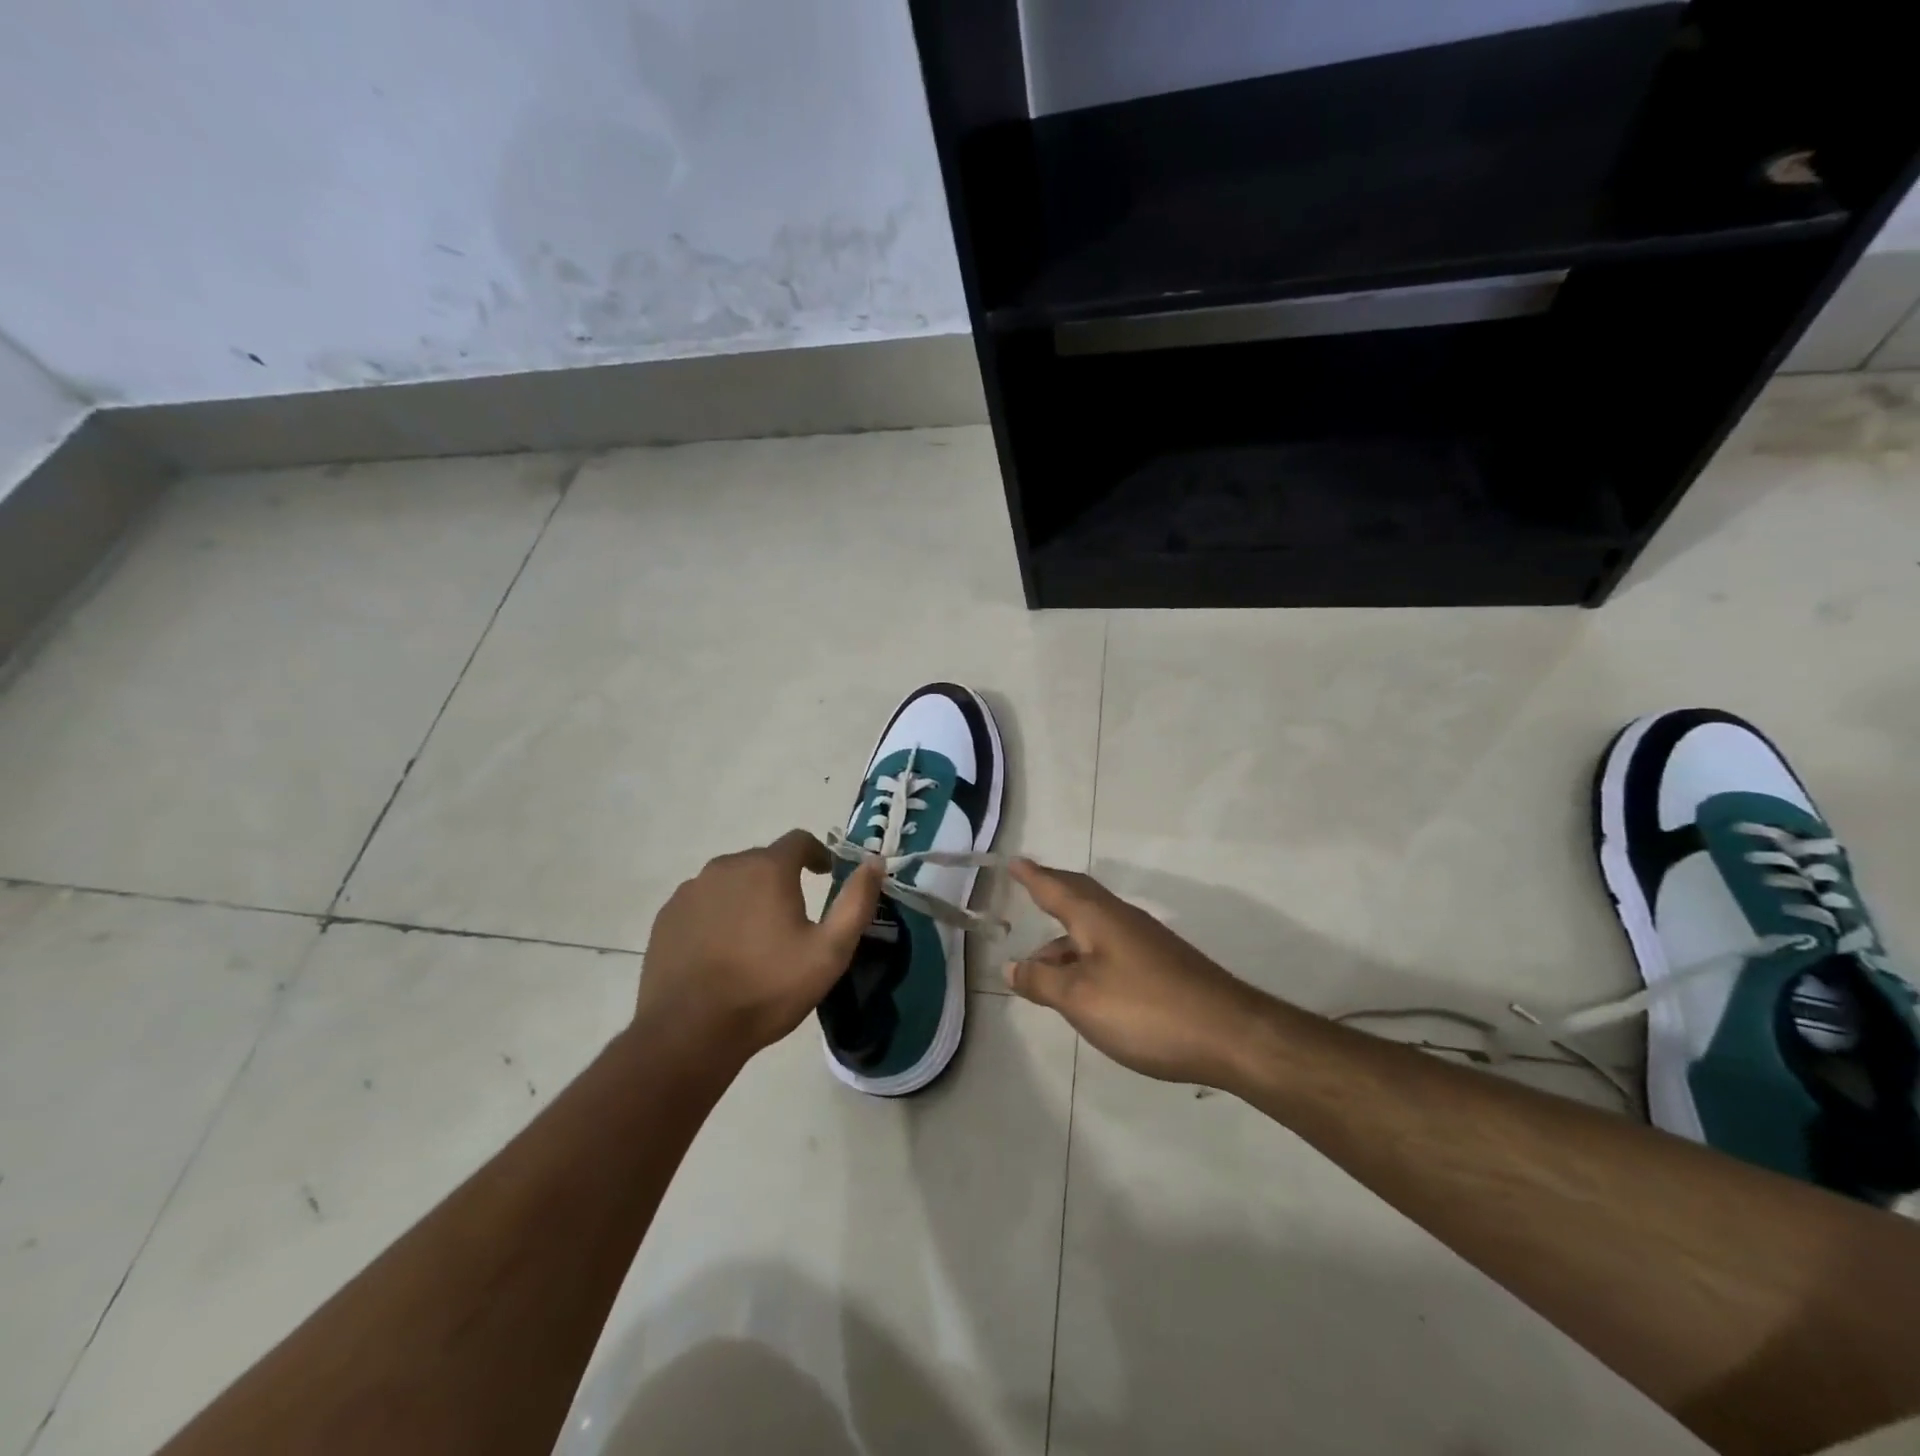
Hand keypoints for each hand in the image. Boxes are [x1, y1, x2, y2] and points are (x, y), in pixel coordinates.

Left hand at [637, 831, 883, 1065]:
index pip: (798, 840)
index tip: (826, 874)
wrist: (689, 1032)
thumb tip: (874, 862)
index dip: (817, 853)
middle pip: (763, 860)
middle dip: (782, 878)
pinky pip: (703, 902)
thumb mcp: (830, 952)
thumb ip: (857, 902)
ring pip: (730, 881)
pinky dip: (719, 914)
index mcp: (767, 869)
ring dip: (748, 896)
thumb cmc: (767, 989)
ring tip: (757, 936)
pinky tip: (723, 949)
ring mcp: (691, 891)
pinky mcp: (667, 917)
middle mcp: (726, 867)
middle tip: (794, 916)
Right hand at [1006, 859, 1271, 1087]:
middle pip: (1079, 898)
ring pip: (1094, 928)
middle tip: (1028, 889)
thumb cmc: (1144, 1010)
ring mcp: (1145, 942)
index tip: (1013, 861)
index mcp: (1097, 918)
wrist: (1229, 1034)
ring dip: (1064, 939)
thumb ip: (1042, 980)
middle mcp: (1121, 919)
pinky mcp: (1161, 966)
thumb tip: (1011, 965)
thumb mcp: (1080, 998)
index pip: (1055, 887)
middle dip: (1051, 892)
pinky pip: (1109, 948)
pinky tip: (1083, 984)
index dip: (1032, 876)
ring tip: (1040, 965)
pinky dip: (1085, 955)